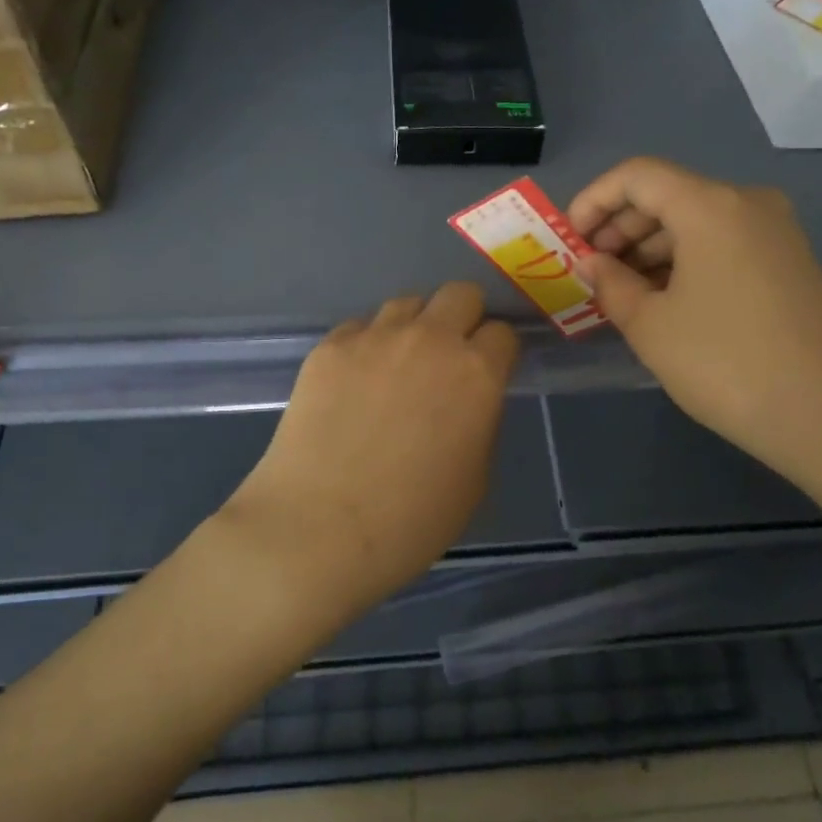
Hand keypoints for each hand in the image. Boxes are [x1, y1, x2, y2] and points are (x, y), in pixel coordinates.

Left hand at [218, 282, 518, 627]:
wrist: (318, 528)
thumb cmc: (411, 520)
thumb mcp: (474, 479)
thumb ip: (480, 421)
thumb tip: (467, 399)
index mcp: (476, 373)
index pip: (502, 333)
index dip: (497, 353)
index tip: (489, 372)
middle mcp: (430, 339)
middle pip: (460, 294)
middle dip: (463, 318)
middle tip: (449, 356)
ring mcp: (375, 337)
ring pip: (407, 303)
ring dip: (414, 327)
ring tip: (397, 366)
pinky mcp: (330, 346)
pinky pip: (359, 327)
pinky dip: (366, 345)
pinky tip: (354, 383)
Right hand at [569, 157, 821, 500]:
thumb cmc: (726, 364)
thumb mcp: (650, 325)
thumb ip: (610, 284)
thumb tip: (591, 262)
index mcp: (710, 206)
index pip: (637, 176)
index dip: (593, 201)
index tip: (569, 241)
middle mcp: (747, 204)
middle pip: (667, 195)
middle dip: (619, 228)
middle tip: (590, 272)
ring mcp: (775, 233)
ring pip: (695, 222)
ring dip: (650, 249)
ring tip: (621, 293)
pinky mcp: (789, 263)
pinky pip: (722, 245)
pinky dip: (684, 262)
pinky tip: (663, 301)